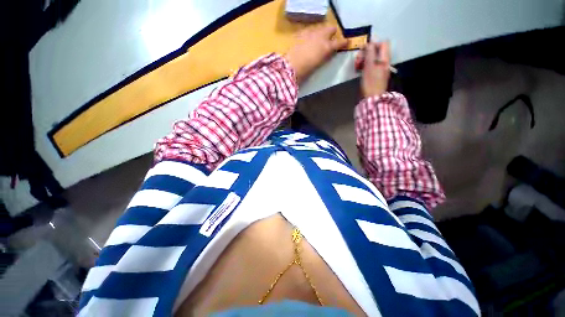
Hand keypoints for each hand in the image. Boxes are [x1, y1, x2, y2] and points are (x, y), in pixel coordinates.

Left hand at [285, 26, 348, 83]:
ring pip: (320, 28)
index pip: (339, 42)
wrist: (290, 66)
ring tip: (317, 41)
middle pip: (330, 29)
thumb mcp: (318, 65)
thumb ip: (324, 56)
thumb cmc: (305, 71)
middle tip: (329, 40)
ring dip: (321, 33)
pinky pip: (309, 31)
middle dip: (331, 33)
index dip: (344, 42)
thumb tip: (327, 53)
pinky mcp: (300, 33)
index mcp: (326, 47)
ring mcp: (310, 33)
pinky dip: (310, 35)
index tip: (347, 42)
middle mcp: (320, 36)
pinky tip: (307, 41)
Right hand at [355, 41, 390, 97]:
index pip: (382, 43)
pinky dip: (365, 65)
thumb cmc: (370, 82)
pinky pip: (371, 65)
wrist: (372, 97)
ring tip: (357, 66)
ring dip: (364, 59)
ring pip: (372, 58)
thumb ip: (370, 52)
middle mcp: (384, 61)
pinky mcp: (376, 74)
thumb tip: (370, 42)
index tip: (363, 50)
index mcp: (384, 58)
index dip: (373, 44)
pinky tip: (360, 70)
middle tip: (358, 60)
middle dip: (366, 53)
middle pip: (377, 50)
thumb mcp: (369, 65)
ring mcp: (380, 68)